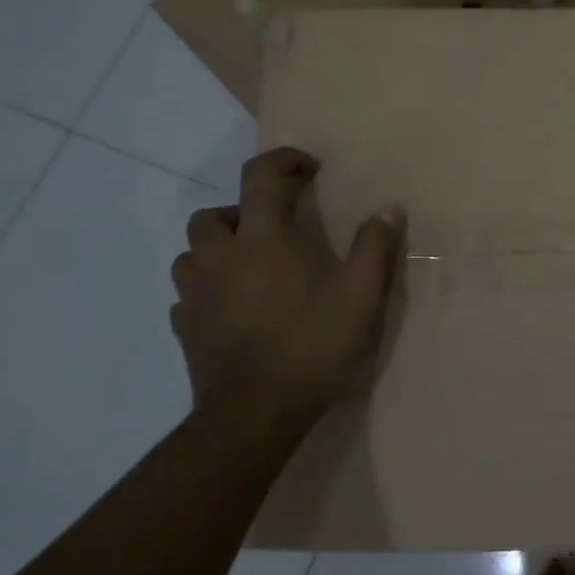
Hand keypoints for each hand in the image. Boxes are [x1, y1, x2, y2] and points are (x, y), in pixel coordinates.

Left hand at [170, 147, 404, 427]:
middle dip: (242, 211)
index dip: (283, 161)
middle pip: (213, 214)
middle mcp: (220, 256)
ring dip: (217, 249)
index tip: (308, 169)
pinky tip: (230, 308)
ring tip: (248, 268)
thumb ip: (375, 247)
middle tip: (274, 230)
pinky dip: (207, 289)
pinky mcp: (185, 328)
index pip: (261, 176)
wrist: (256, 414)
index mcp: (263, 239)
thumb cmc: (313, 346)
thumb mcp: (362, 297)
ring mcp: (195, 294)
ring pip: (191, 253)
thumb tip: (390, 208)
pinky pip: (188, 295)